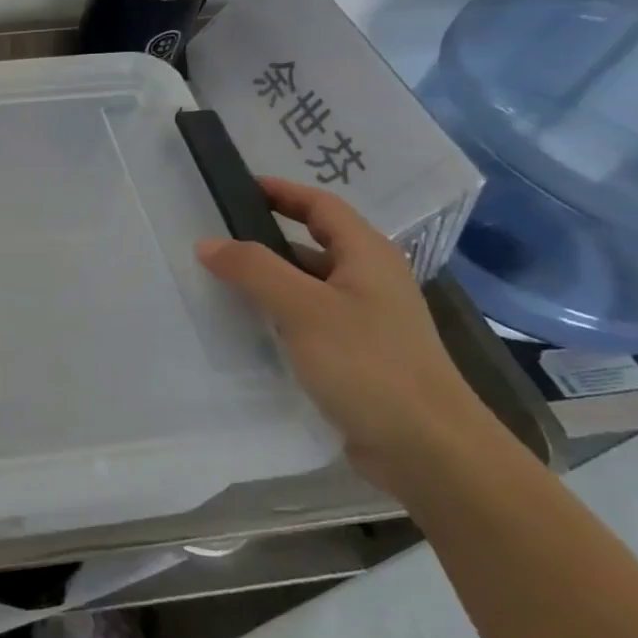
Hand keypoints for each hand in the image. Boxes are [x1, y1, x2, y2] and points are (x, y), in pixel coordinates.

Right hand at [195, 177, 490, 491]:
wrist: (430, 451)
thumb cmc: (369, 364)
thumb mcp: (303, 308)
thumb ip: (253, 269)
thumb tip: (207, 243)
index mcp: (368, 256)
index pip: (322, 205)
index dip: (282, 191)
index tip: (237, 187)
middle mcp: (370, 281)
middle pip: (314, 242)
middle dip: (268, 235)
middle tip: (218, 235)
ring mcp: (367, 320)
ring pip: (309, 283)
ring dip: (270, 277)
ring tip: (221, 279)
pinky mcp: (358, 355)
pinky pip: (309, 319)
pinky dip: (278, 312)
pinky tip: (248, 325)